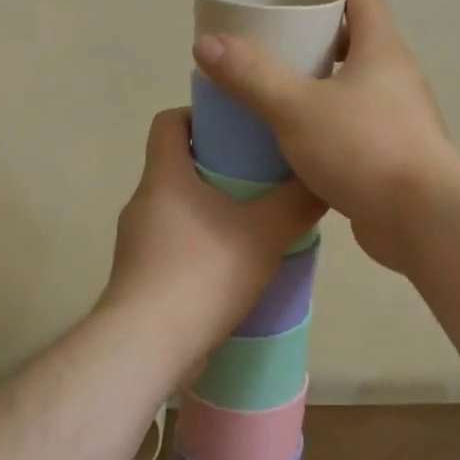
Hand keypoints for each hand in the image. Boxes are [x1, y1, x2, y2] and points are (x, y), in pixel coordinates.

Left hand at [99, 109, 325, 358]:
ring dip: (211, 208)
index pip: (169, 121)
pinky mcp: (140, 276)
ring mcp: (137, 241)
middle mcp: (143, 201)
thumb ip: (296, 204)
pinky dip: (201, 243)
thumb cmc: (203, 273)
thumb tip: (323, 180)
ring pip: (177, 208)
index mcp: (164, 176)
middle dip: (217, 164)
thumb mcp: (264, 233)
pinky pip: (174, 244)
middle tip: (261, 174)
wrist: (148, 345)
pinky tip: (233, 265)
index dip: (199, 114)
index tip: (236, 126)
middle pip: (177, 165)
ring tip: (254, 222)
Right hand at [191, 0, 459, 274]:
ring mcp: (400, 117)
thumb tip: (206, 43)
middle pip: (359, 38)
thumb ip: (251, 75)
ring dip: (324, 79)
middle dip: (321, 32)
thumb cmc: (363, 148)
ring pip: (358, 84)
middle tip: (280, 41)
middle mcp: (396, 77)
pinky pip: (357, 122)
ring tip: (281, 89)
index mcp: (381, 50)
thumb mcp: (296, 108)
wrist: (422, 219)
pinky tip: (299, 140)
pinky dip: (329, 119)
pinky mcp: (395, 154)